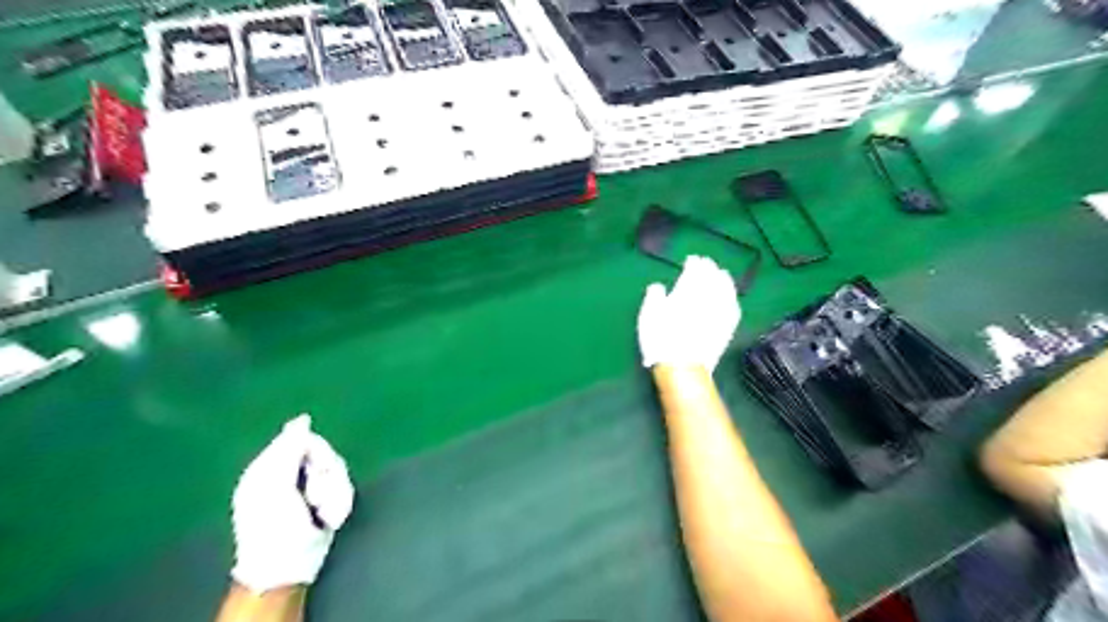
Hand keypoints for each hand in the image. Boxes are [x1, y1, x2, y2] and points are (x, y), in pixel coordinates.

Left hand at [232, 415, 353, 588]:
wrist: (289, 567)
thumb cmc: (273, 526)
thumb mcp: (274, 485)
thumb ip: (287, 449)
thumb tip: (301, 419)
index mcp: (270, 466)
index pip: (303, 439)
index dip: (314, 450)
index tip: (314, 467)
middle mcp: (291, 474)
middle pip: (326, 454)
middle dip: (327, 476)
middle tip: (316, 497)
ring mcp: (309, 489)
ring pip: (338, 472)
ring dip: (335, 494)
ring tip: (323, 514)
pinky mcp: (326, 501)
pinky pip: (344, 489)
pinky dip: (340, 504)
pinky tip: (329, 519)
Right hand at [638, 252, 739, 370]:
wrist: (682, 367)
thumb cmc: (661, 339)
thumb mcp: (648, 315)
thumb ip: (654, 296)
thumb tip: (658, 286)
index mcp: (687, 292)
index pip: (694, 272)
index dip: (694, 264)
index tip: (692, 260)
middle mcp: (707, 298)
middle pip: (711, 278)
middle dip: (709, 268)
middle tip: (707, 263)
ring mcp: (719, 313)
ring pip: (726, 290)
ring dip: (724, 280)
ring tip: (722, 274)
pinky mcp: (727, 328)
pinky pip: (733, 308)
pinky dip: (732, 298)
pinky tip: (731, 297)